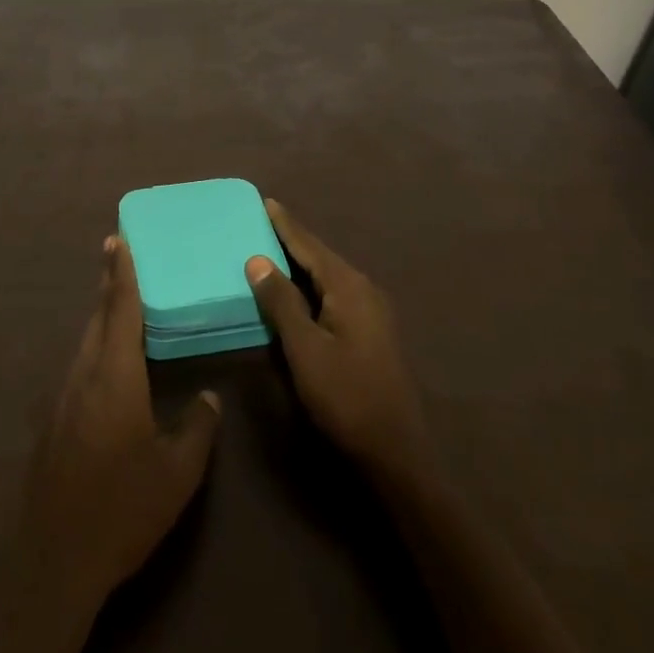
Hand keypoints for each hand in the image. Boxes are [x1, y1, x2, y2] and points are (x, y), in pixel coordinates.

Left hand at [19, 235, 222, 608]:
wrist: (56, 560)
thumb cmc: (122, 508)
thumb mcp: (177, 473)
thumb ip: (196, 428)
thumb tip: (208, 397)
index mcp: (114, 377)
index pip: (119, 310)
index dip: (120, 273)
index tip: (117, 239)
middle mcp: (84, 376)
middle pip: (97, 319)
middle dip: (108, 286)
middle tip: (118, 256)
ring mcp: (63, 399)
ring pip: (85, 343)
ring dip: (101, 317)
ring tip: (118, 303)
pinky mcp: (54, 423)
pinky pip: (79, 367)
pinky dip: (95, 348)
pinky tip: (108, 365)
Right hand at [245, 200, 433, 485]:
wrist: (396, 451)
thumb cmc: (346, 396)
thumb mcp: (305, 349)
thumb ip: (281, 302)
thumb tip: (258, 259)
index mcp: (349, 286)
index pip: (310, 246)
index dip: (286, 225)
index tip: (266, 201)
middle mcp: (364, 290)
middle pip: (321, 257)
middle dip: (292, 240)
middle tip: (262, 223)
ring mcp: (372, 312)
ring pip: (328, 277)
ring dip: (301, 264)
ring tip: (273, 250)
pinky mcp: (371, 332)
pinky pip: (335, 295)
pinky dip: (312, 286)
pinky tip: (297, 292)